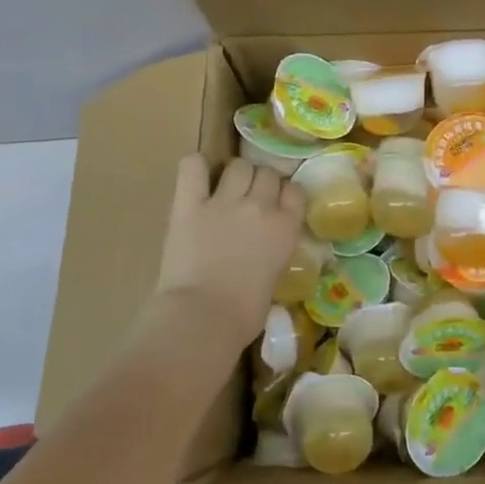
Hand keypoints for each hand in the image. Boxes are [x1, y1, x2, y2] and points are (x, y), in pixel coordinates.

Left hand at [154, 155, 304, 348]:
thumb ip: (273, 253)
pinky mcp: (189, 205)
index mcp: (286, 228)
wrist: (203, 317)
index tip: (277, 205)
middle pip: (267, 174)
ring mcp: (224, 202)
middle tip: (249, 201)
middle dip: (260, 184)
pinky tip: (196, 178)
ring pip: (239, 166)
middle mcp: (260, 207)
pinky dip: (196, 167)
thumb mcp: (274, 278)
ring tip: (226, 189)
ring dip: (235, 175)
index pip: (295, 191)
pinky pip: (192, 166)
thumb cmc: (244, 314)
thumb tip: (262, 253)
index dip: (285, 196)